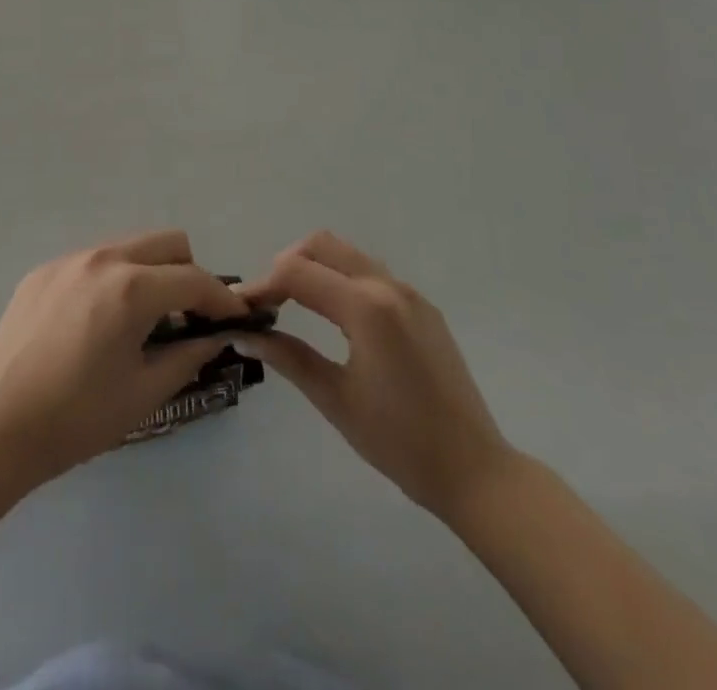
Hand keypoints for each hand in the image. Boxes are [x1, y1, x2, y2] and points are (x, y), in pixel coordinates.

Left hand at [0, 230, 251, 486]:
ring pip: (129, 247)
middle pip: (167, 243)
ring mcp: (68, 260)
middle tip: (187, 318)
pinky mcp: (42, 271)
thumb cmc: (77, 418)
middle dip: (189, 274)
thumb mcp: (144, 393)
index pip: (195, 279)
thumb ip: (188, 356)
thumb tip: (214, 338)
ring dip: (150, 273)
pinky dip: (112, 280)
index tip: (235, 319)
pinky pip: (93, 261)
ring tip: (141, 322)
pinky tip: (98, 323)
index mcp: (131, 288)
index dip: (223, 299)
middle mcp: (102, 258)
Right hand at [243, 232, 514, 522]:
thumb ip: (287, 357)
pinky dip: (341, 278)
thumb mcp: (335, 399)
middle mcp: (387, 286)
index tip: (240, 309)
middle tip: (268, 302)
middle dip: (286, 264)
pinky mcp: (422, 307)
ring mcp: (409, 293)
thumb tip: (243, 333)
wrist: (476, 472)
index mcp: (366, 308)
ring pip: (347, 254)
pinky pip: (370, 273)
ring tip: (293, 303)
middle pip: (321, 245)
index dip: (262, 286)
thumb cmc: (400, 442)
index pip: (297, 273)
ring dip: (314, 267)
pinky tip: (333, 315)